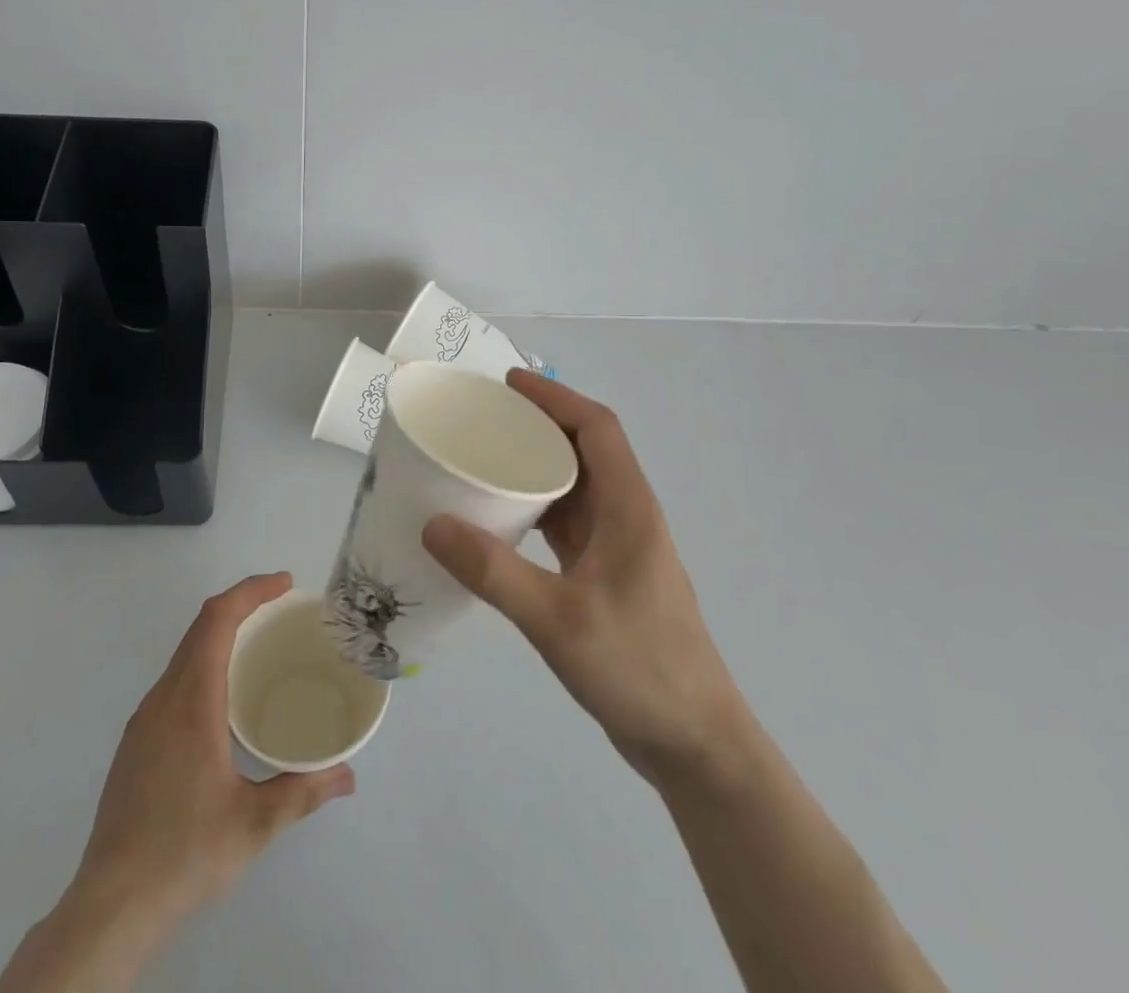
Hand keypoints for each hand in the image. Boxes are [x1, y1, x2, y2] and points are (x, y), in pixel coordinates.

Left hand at [0, 575, 353, 992]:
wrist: (110, 907)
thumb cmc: (185, 854)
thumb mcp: (255, 824)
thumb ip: (303, 791)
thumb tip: (347, 775)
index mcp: (191, 701)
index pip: (217, 619)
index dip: (251, 591)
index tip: (285, 583)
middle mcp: (163, 698)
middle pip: (200, 627)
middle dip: (242, 605)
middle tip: (282, 608)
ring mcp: (144, 720)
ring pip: (185, 653)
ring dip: (221, 634)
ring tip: (259, 647)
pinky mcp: (136, 742)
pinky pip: (175, 680)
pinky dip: (205, 664)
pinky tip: (225, 700)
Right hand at [422, 372, 738, 783]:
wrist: (695, 744)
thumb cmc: (638, 668)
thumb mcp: (557, 619)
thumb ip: (494, 572)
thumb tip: (433, 524)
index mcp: (629, 507)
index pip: (596, 428)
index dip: (555, 399)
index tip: (507, 385)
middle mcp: (627, 516)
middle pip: (584, 450)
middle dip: (537, 426)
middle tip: (482, 420)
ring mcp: (619, 548)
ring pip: (574, 487)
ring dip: (535, 468)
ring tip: (483, 460)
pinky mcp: (607, 576)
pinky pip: (567, 524)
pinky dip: (535, 509)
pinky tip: (500, 521)